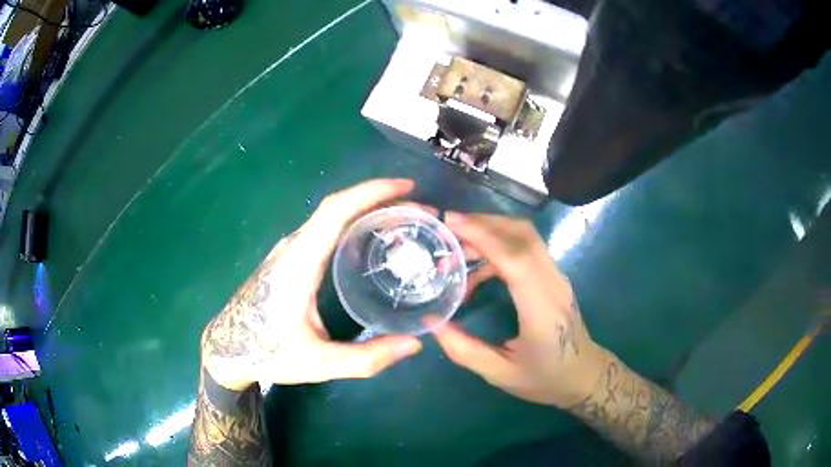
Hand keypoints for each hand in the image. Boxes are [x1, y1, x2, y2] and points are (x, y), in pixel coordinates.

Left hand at [202, 179, 422, 389]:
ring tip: (404, 223)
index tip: (407, 188)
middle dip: (380, 199)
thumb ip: (367, 359)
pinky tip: (372, 239)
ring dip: (367, 210)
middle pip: (338, 207)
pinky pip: (325, 229)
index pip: (336, 211)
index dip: (371, 192)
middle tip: (419, 212)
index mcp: (299, 264)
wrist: (230, 348)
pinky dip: (353, 223)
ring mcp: (290, 250)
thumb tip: (415, 344)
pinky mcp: (290, 257)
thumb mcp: (320, 364)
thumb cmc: (269, 353)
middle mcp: (294, 247)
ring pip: (331, 216)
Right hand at [430, 213, 606, 407]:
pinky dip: (500, 245)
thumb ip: (464, 350)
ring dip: (491, 231)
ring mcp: (557, 277)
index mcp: (541, 309)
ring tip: (458, 249)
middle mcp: (553, 284)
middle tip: (447, 229)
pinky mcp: (554, 276)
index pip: (516, 259)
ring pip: (526, 236)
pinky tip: (479, 268)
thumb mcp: (500, 374)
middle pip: (522, 235)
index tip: (451, 223)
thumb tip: (433, 322)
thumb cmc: (545, 378)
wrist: (583, 374)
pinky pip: (527, 247)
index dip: (484, 236)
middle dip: (483, 223)